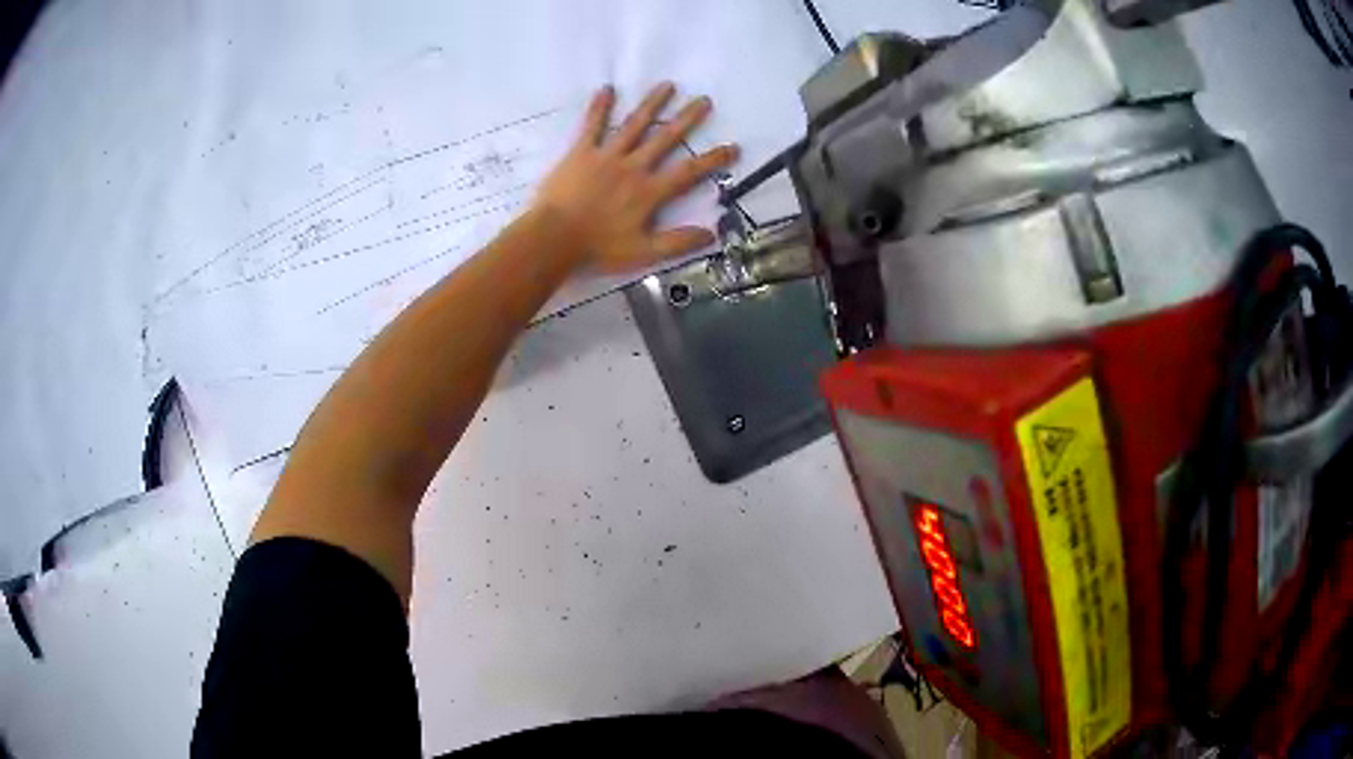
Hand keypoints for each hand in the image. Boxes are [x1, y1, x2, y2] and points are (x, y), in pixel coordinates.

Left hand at [532, 83, 738, 272]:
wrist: (553, 239)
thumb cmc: (597, 248)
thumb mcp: (643, 253)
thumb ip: (678, 242)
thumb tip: (713, 234)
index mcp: (649, 191)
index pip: (689, 172)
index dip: (713, 159)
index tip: (733, 147)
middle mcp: (633, 167)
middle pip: (665, 138)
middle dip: (687, 118)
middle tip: (703, 100)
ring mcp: (606, 155)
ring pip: (634, 124)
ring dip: (652, 104)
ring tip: (667, 85)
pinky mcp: (581, 152)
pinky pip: (593, 125)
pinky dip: (600, 107)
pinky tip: (607, 89)